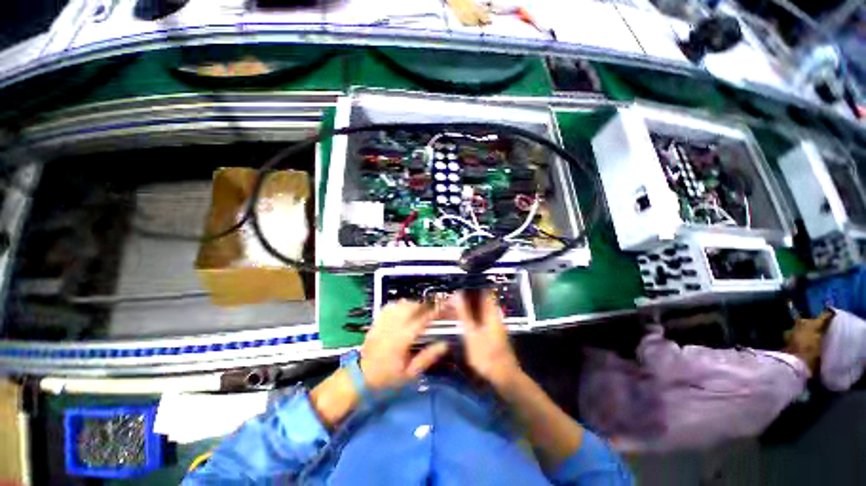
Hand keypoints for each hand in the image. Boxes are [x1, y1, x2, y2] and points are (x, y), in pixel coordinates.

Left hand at [360, 300, 449, 389]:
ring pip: (400, 305)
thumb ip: (427, 357)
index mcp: (401, 340)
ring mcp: (382, 323)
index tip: (442, 308)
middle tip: (434, 308)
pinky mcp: (376, 322)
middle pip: (410, 308)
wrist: (361, 378)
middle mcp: (391, 328)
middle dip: (424, 305)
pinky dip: (399, 305)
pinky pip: (389, 307)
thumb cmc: (388, 378)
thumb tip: (444, 344)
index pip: (420, 320)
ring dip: (413, 304)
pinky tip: (405, 308)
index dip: (433, 312)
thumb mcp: (410, 374)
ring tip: (422, 309)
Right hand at [455, 290, 521, 387]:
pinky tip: (462, 322)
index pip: (483, 291)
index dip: (471, 287)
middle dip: (467, 298)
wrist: (503, 376)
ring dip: (468, 308)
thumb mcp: (471, 333)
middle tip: (452, 299)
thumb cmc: (486, 354)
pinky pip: (481, 319)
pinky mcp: (493, 333)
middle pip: (481, 300)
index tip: (458, 286)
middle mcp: (494, 315)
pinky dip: (471, 317)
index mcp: (491, 312)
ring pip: (480, 310)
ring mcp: (494, 325)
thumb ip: (464, 313)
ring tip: (454, 309)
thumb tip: (457, 294)